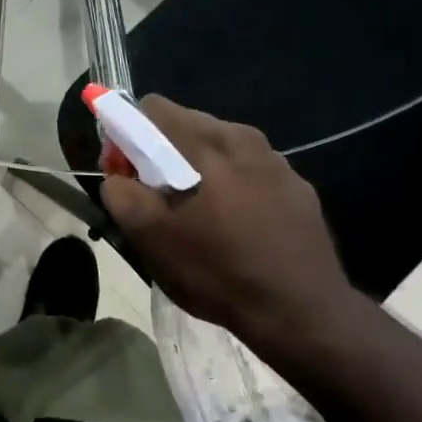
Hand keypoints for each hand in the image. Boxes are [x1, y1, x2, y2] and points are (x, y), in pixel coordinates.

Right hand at [99, 96, 355, 351]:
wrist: (303, 314)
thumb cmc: (218, 272)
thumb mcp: (150, 238)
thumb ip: (121, 194)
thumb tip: (118, 176)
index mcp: (206, 142)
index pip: (152, 108)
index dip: (127, 136)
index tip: (127, 175)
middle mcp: (244, 137)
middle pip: (186, 124)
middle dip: (162, 153)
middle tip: (158, 199)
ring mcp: (278, 161)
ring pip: (219, 147)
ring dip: (198, 169)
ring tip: (198, 216)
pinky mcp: (299, 187)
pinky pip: (249, 170)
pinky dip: (231, 185)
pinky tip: (235, 227)